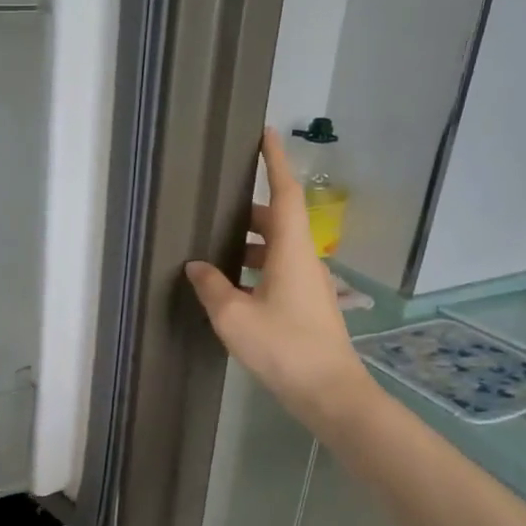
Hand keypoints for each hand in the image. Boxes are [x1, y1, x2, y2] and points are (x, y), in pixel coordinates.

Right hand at [185, 128, 372, 430]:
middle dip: (249, 210)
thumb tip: (196, 266)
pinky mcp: (307, 307)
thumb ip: (211, 287)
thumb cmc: (283, 347)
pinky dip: (255, 269)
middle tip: (217, 206)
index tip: (266, 133)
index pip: (284, 193)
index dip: (275, 161)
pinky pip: (277, 273)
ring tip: (214, 250)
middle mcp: (304, 260)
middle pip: (278, 221)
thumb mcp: (234, 317)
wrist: (329, 392)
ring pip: (277, 250)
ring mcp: (309, 285)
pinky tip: (231, 289)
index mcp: (291, 251)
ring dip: (249, 244)